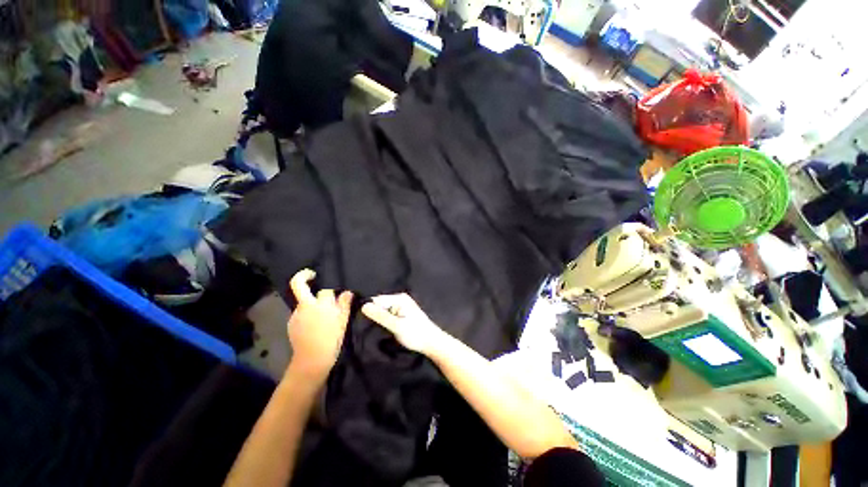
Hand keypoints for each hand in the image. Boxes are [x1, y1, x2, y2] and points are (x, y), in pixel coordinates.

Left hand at [287, 269, 352, 382]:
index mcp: (319, 305)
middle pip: (298, 285)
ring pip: (303, 301)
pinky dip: (307, 313)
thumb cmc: (331, 340)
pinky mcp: (291, 323)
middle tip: (312, 274)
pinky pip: (301, 312)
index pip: (325, 289)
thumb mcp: (342, 321)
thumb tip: (347, 292)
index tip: (335, 289)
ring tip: (321, 314)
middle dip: (303, 276)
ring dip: (311, 301)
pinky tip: (314, 324)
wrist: (312, 361)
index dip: (331, 288)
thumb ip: (344, 304)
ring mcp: (296, 315)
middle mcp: (305, 306)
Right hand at [362, 293, 448, 355]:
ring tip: (373, 330)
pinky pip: (388, 315)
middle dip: (373, 315)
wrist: (432, 342)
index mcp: (399, 298)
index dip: (368, 310)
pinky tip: (382, 329)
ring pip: (383, 311)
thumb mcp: (396, 325)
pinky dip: (384, 321)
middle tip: (366, 328)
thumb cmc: (415, 333)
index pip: (377, 300)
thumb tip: (364, 306)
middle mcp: (400, 299)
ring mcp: (401, 306)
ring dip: (378, 319)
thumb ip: (380, 316)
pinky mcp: (402, 314)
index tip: (360, 321)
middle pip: (380, 305)